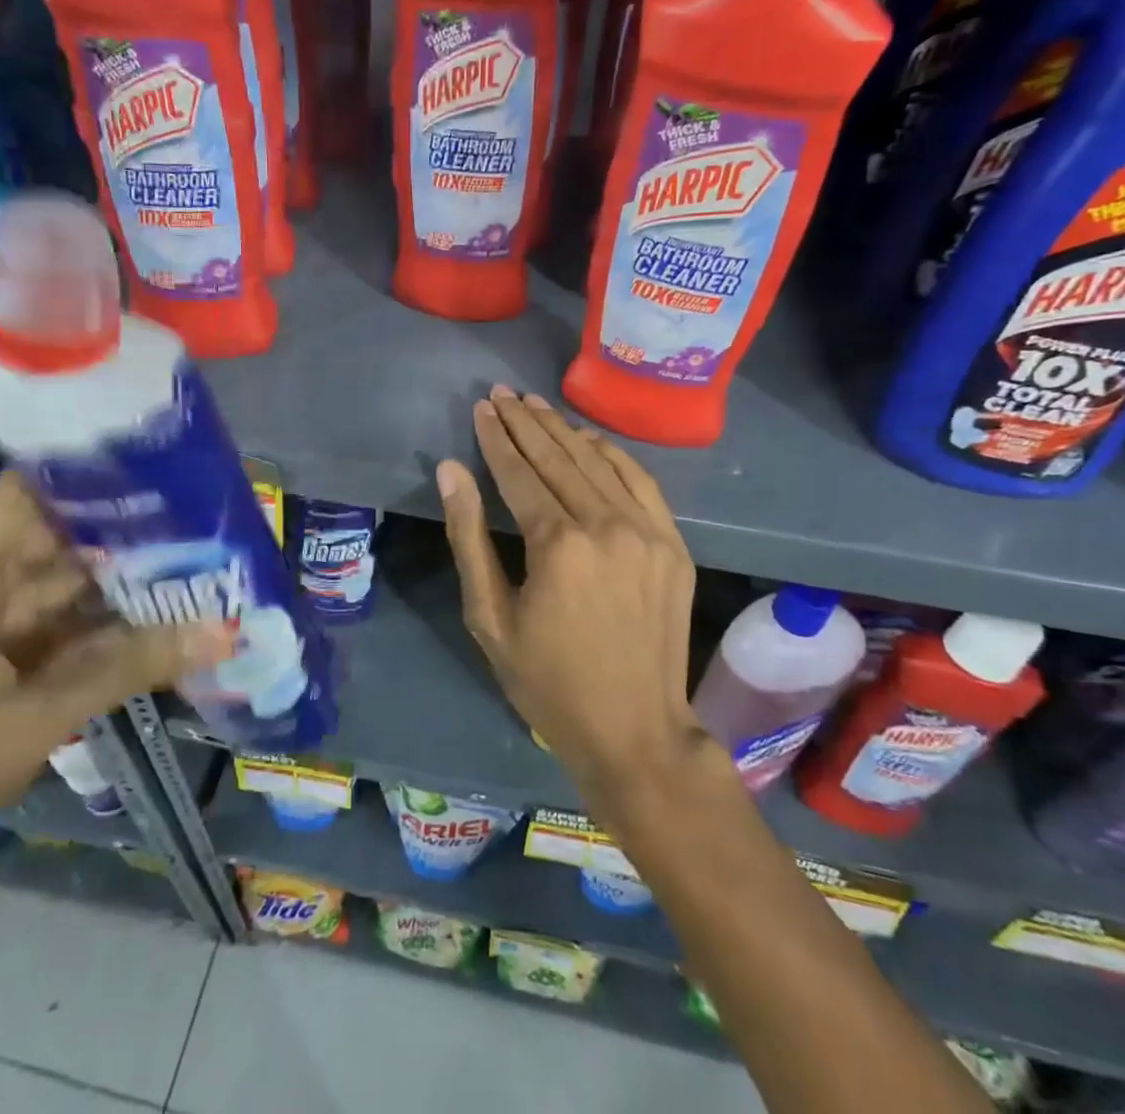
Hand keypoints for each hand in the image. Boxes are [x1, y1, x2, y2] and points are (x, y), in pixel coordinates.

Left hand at [0, 471, 229, 921]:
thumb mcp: (35, 719)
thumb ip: (130, 666)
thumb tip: (224, 632)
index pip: (37, 488)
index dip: (97, 468)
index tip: (169, 461)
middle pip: (68, 533)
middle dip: (136, 526)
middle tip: (215, 515)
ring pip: (75, 582)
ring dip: (133, 577)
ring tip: (209, 557)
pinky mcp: (7, 657)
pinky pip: (71, 625)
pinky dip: (115, 623)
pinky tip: (172, 615)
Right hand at [436, 388, 704, 808]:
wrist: (635, 730)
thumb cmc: (548, 682)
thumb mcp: (490, 617)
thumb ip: (469, 537)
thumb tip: (451, 471)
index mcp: (557, 545)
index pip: (519, 473)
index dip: (496, 438)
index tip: (482, 408)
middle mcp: (606, 525)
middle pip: (558, 458)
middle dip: (525, 422)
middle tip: (502, 393)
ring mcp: (647, 532)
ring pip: (598, 462)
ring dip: (563, 430)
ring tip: (535, 404)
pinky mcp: (673, 544)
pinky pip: (641, 482)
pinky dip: (612, 454)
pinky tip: (588, 438)